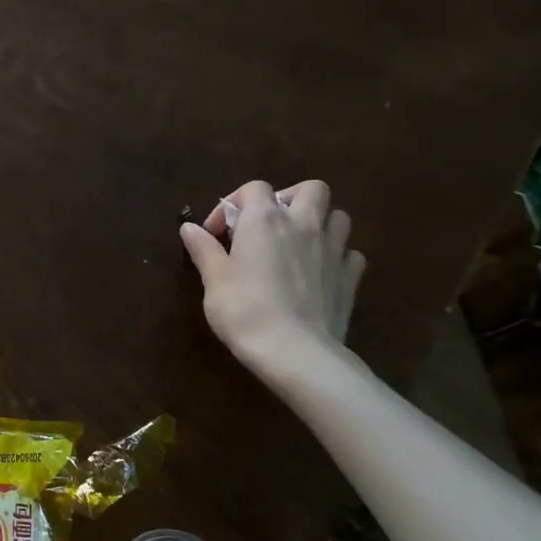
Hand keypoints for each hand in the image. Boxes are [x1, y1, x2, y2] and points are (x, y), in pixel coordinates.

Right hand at [178, 179, 365, 371]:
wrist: (295, 351)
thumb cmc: (244, 309)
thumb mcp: (213, 279)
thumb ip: (204, 249)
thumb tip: (189, 228)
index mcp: (265, 220)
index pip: (254, 188)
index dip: (232, 204)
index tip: (216, 234)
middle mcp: (304, 224)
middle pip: (310, 189)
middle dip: (289, 199)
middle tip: (268, 226)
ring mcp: (334, 250)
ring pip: (337, 216)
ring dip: (318, 223)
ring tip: (297, 245)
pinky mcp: (350, 277)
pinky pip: (349, 253)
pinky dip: (335, 256)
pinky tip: (319, 272)